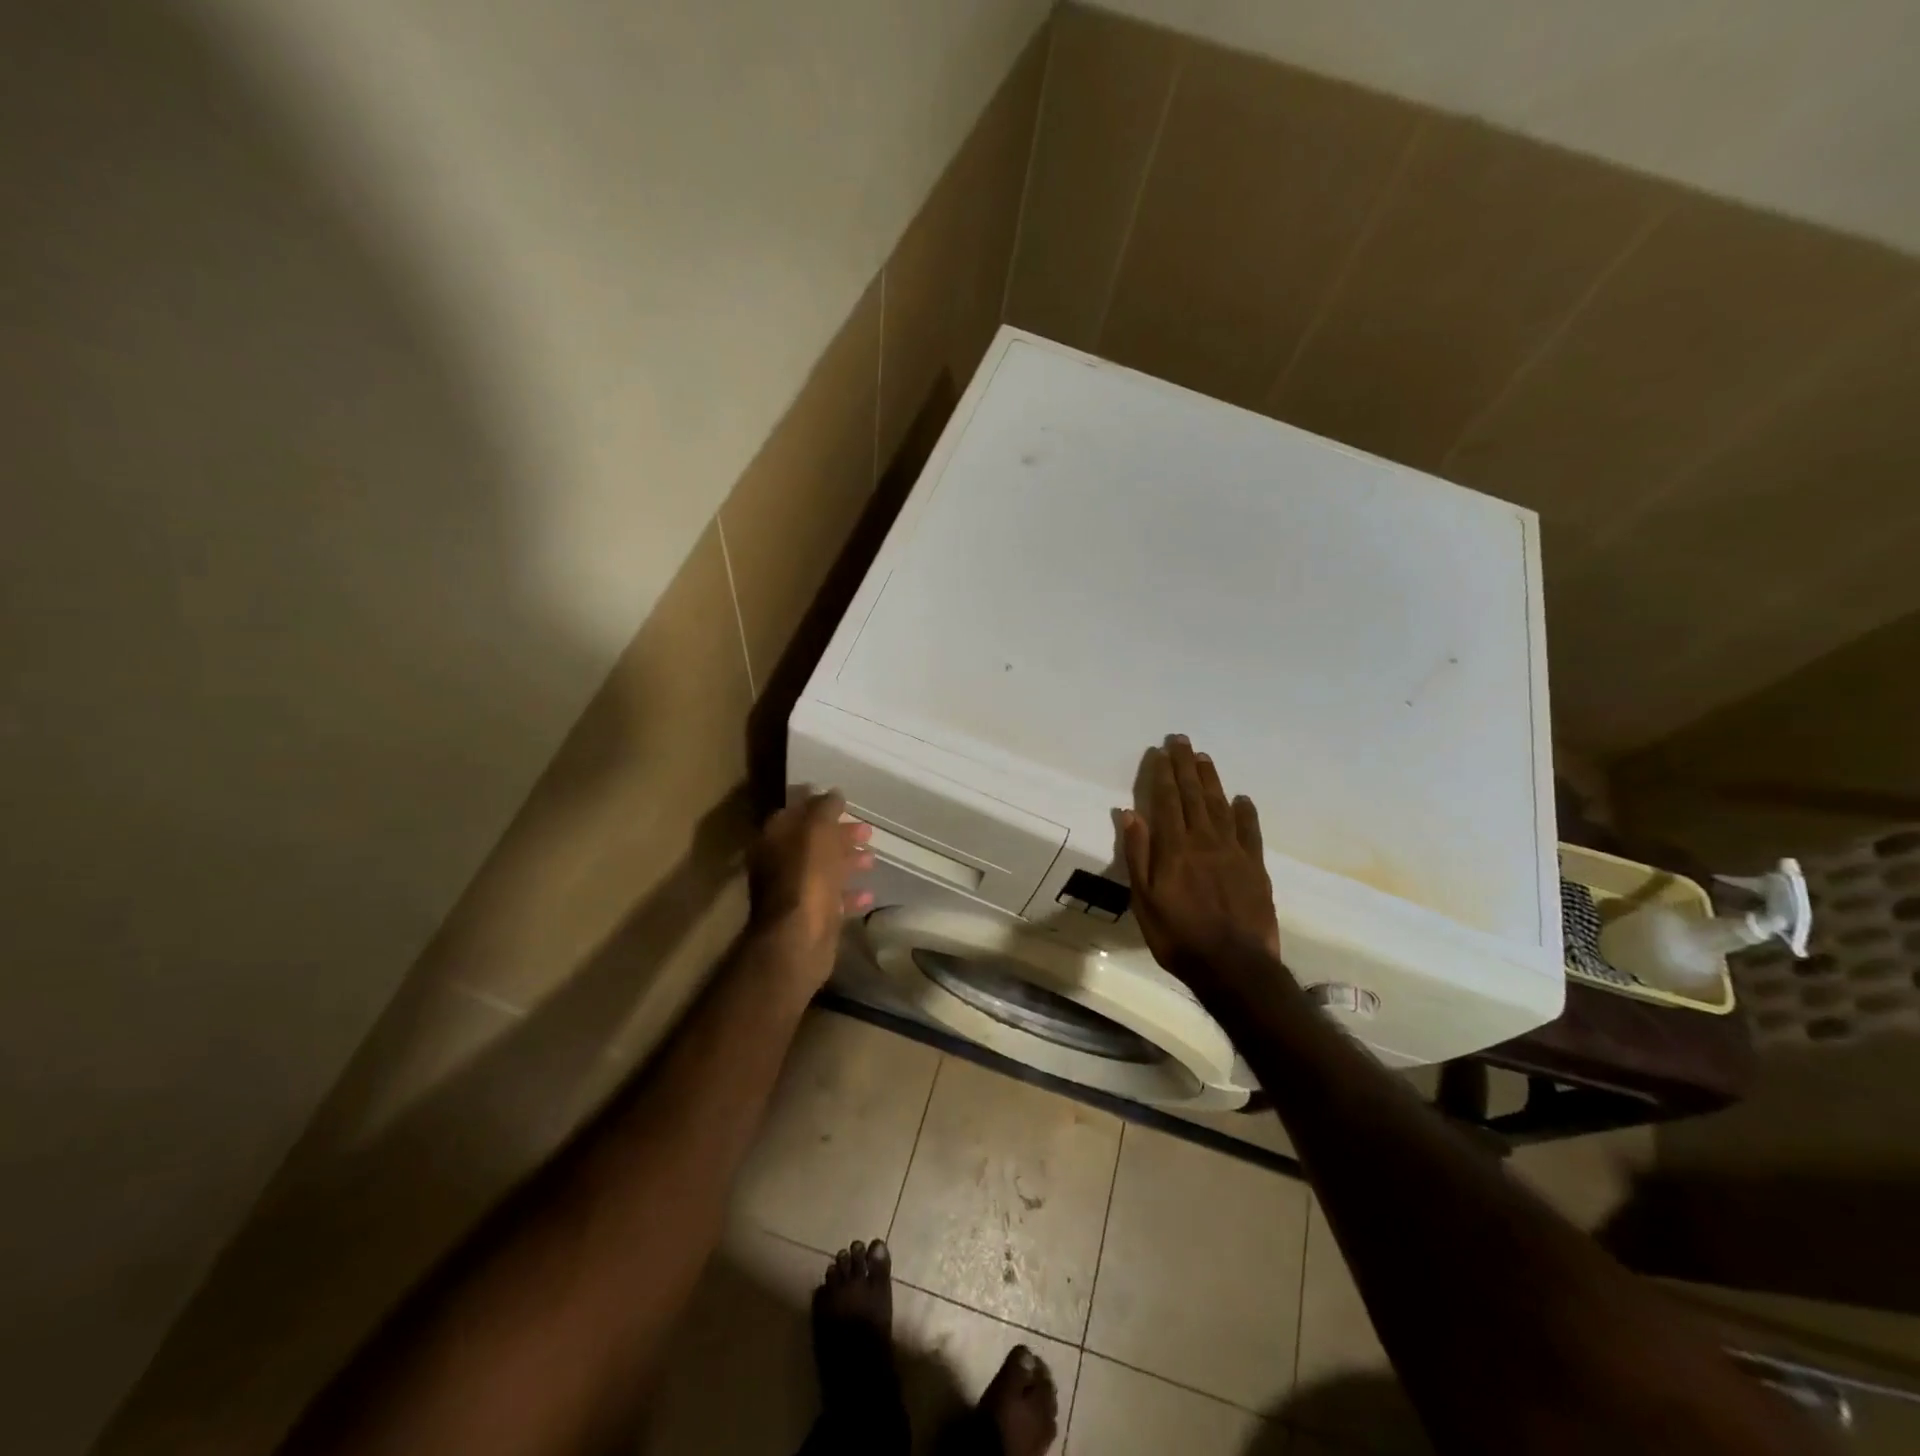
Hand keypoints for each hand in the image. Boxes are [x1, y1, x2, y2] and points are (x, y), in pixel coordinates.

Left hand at [748, 790, 873, 988]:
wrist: (799, 938)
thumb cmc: (807, 877)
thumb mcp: (818, 832)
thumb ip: (825, 809)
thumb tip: (833, 794)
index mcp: (774, 839)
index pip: (795, 812)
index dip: (818, 805)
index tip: (844, 802)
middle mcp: (779, 864)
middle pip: (812, 842)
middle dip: (839, 834)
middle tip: (867, 831)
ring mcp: (794, 892)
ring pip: (823, 869)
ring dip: (847, 861)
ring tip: (872, 858)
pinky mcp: (810, 917)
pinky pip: (832, 899)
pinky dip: (850, 893)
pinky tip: (869, 893)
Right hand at [1121, 736, 1280, 989]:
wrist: (1234, 967)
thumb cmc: (1179, 936)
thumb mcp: (1144, 900)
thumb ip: (1139, 854)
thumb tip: (1130, 813)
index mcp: (1174, 848)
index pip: (1166, 801)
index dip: (1162, 774)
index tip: (1160, 751)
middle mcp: (1204, 841)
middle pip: (1194, 795)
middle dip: (1185, 766)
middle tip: (1182, 740)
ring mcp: (1234, 852)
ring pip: (1221, 806)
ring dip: (1211, 780)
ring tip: (1204, 758)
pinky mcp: (1255, 867)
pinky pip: (1251, 832)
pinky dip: (1246, 812)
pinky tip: (1242, 798)